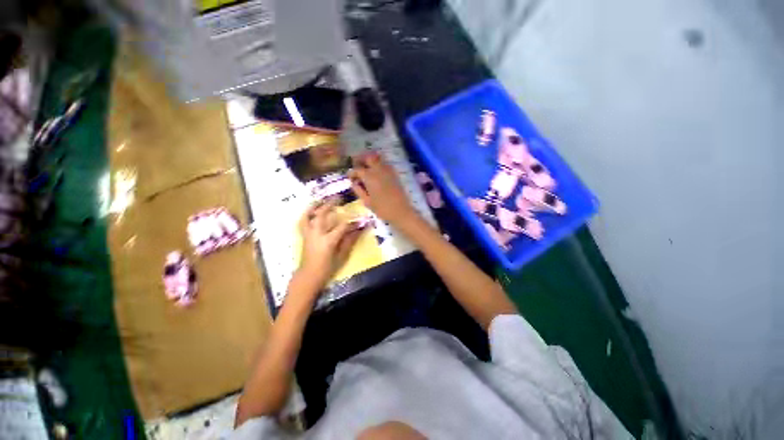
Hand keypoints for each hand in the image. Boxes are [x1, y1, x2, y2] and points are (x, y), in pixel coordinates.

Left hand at [297, 199, 362, 287]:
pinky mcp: (304, 236)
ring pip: (309, 216)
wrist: (309, 275)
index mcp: (328, 241)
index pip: (342, 226)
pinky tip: (310, 210)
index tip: (360, 218)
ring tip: (321, 199)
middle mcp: (316, 234)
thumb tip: (358, 229)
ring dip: (314, 206)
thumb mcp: (341, 256)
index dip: (352, 222)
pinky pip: (303, 222)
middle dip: (330, 205)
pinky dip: (306, 214)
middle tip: (338, 198)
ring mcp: (308, 234)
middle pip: (322, 215)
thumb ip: (349, 241)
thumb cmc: (327, 268)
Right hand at [349, 152, 418, 227]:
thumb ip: (358, 190)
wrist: (401, 211)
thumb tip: (354, 182)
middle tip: (357, 165)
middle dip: (361, 160)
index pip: (357, 169)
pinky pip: (385, 164)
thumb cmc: (382, 209)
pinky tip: (377, 173)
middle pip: (368, 157)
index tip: (349, 177)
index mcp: (369, 177)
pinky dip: (379, 164)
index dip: (352, 173)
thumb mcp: (367, 201)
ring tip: (366, 168)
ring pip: (378, 158)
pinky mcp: (394, 174)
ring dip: (370, 160)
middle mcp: (378, 170)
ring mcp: (388, 170)